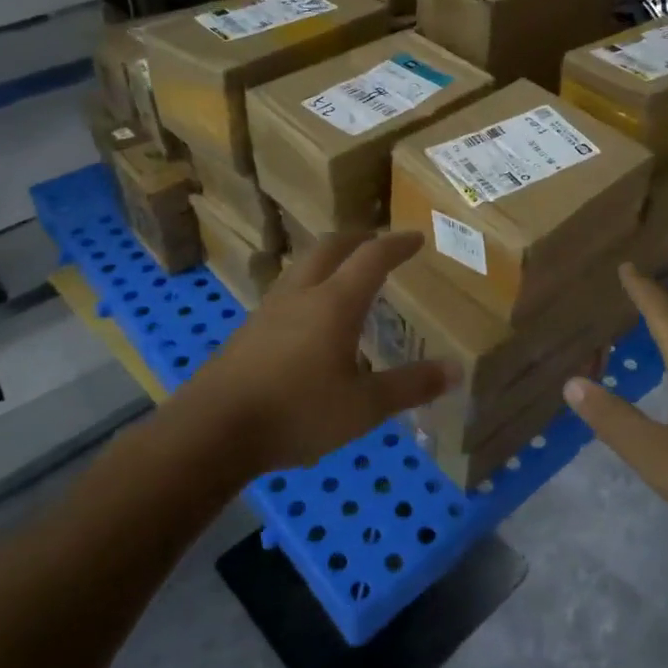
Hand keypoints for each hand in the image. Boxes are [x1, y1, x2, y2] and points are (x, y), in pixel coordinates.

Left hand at [180, 232, 450, 473]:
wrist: (212, 430)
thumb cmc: (296, 412)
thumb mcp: (363, 408)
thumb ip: (409, 386)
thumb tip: (455, 369)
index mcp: (334, 303)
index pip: (372, 258)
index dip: (396, 244)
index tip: (415, 237)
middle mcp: (301, 294)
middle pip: (330, 248)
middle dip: (358, 239)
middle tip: (377, 242)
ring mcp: (269, 310)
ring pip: (302, 266)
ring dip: (328, 259)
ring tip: (344, 274)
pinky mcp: (248, 331)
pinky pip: (285, 292)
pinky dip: (308, 286)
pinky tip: (308, 318)